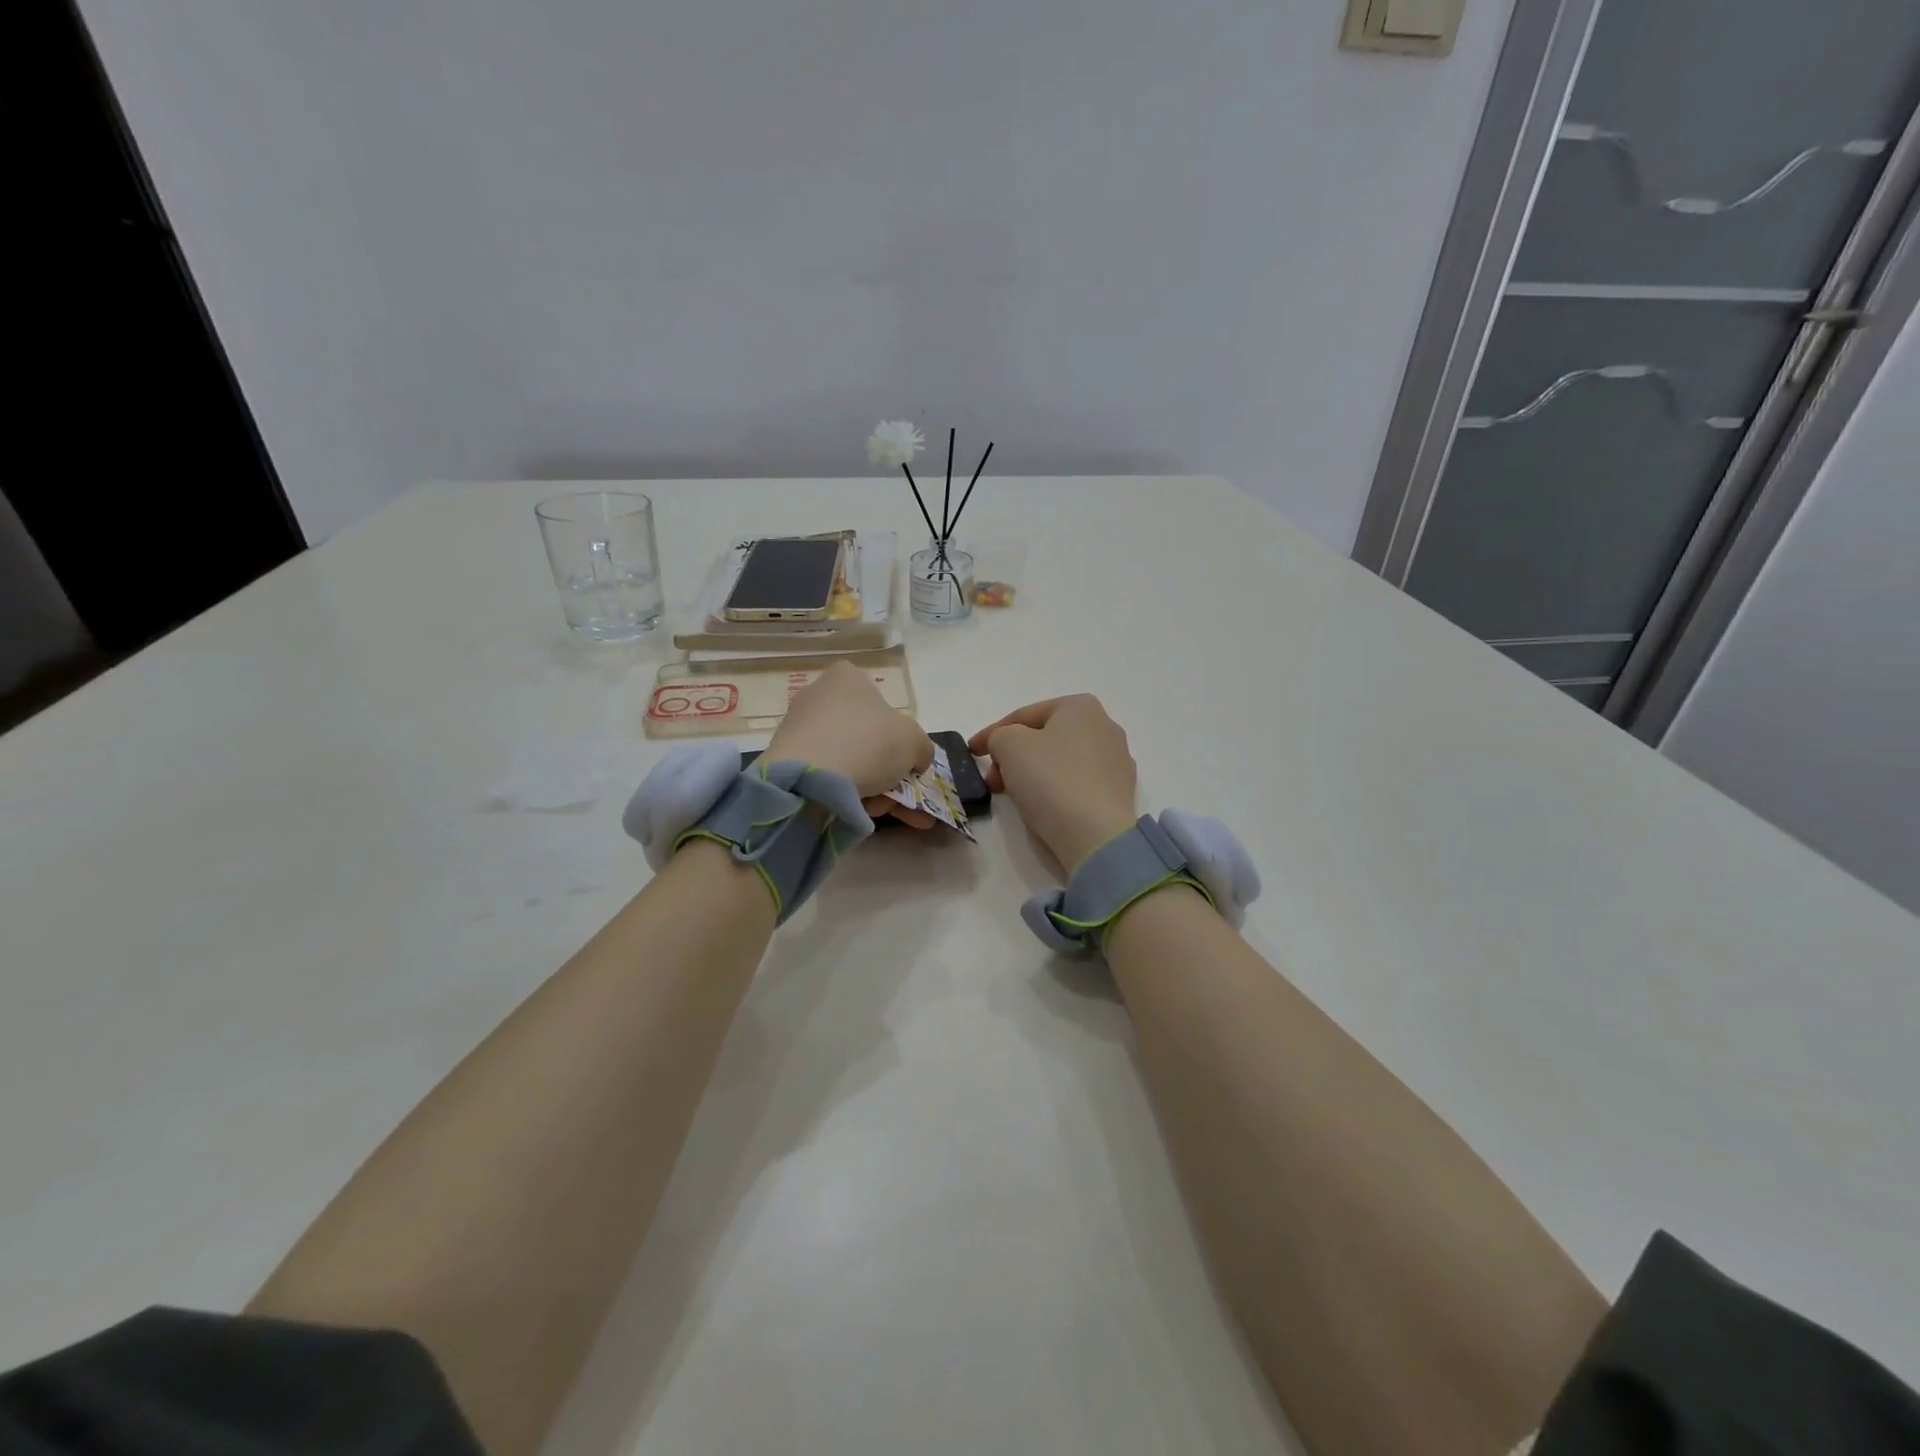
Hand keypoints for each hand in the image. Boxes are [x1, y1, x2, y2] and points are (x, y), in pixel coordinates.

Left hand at [767, 660, 937, 825]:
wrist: (810, 779)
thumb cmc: (869, 744)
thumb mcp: (915, 742)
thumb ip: (921, 748)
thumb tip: (915, 760)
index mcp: (848, 678)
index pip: (881, 702)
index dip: (898, 736)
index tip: (906, 764)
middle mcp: (818, 694)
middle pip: (865, 737)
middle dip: (885, 771)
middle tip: (898, 798)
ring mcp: (797, 726)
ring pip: (846, 759)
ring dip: (868, 787)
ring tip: (879, 811)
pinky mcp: (784, 757)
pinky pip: (823, 774)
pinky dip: (841, 793)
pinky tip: (854, 812)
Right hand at [969, 695, 1138, 871]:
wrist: (1096, 835)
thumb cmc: (1051, 779)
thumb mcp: (1008, 745)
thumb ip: (999, 736)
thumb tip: (1006, 747)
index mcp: (1080, 706)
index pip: (1023, 716)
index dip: (991, 733)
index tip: (972, 752)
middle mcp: (1105, 725)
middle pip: (1043, 738)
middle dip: (1012, 757)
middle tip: (993, 780)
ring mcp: (1117, 760)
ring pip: (1060, 761)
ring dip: (1032, 773)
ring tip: (1014, 795)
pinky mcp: (1119, 791)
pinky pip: (1077, 782)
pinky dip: (1056, 789)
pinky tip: (1044, 806)